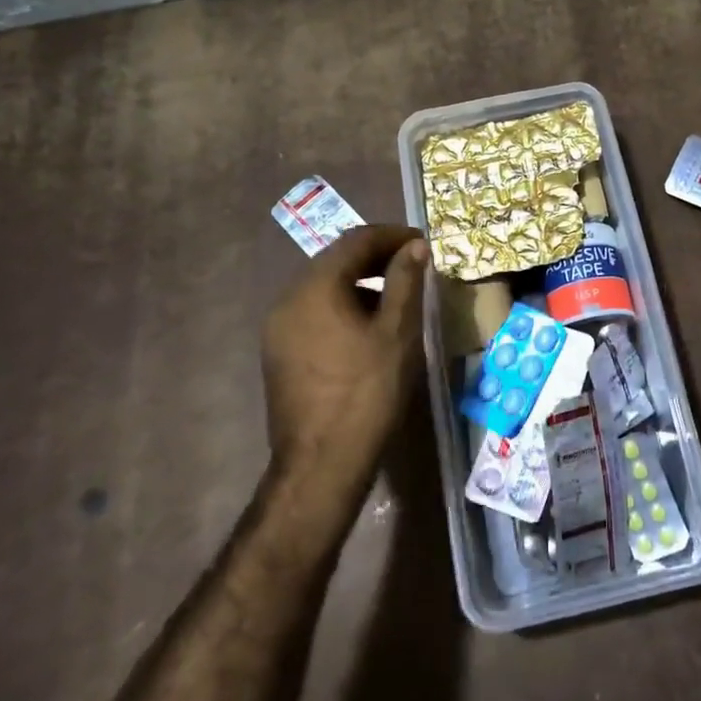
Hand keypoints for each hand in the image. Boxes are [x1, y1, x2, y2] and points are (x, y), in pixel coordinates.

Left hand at [261, 226, 428, 489]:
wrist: (322, 464)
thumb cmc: (367, 392)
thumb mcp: (397, 333)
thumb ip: (406, 281)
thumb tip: (415, 246)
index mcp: (315, 287)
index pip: (356, 241)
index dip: (392, 236)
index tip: (422, 243)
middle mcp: (288, 299)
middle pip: (336, 261)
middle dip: (376, 258)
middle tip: (413, 265)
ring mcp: (278, 328)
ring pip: (324, 287)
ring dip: (360, 283)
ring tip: (396, 297)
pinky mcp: (278, 353)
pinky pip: (314, 313)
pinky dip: (343, 306)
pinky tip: (367, 329)